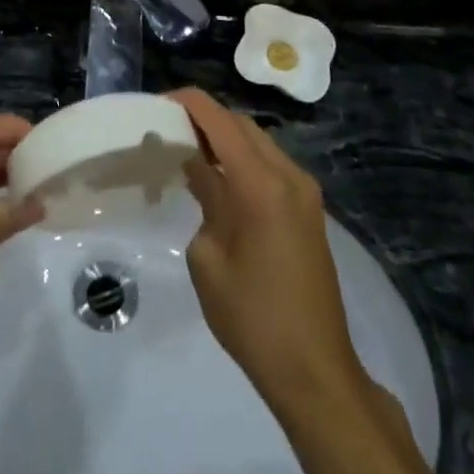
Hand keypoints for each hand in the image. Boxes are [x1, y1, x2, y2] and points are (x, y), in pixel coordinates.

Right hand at [168, 88, 362, 404]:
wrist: (315, 369)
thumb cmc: (252, 318)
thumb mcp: (208, 258)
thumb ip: (204, 199)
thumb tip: (196, 167)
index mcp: (262, 184)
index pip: (220, 121)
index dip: (188, 104)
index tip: (157, 103)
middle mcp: (289, 175)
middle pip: (242, 125)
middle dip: (205, 118)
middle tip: (167, 129)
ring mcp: (304, 191)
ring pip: (258, 143)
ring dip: (225, 138)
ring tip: (187, 151)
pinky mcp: (309, 209)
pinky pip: (271, 165)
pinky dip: (242, 159)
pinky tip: (217, 179)